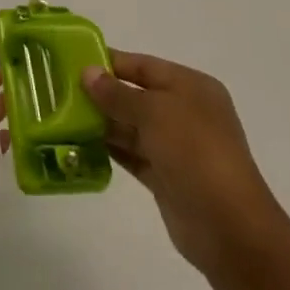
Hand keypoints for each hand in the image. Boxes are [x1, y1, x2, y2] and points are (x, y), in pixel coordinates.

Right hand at [83, 50, 284, 276]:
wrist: (229, 227)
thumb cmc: (195, 152)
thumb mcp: (154, 112)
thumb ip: (118, 93)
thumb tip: (87, 72)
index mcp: (190, 86)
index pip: (143, 65)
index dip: (110, 62)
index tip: (73, 62)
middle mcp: (185, 112)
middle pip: (136, 95)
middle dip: (102, 94)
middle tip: (61, 91)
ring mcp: (176, 147)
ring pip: (132, 127)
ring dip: (102, 123)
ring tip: (64, 117)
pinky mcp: (166, 177)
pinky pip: (133, 154)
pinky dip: (110, 149)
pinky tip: (80, 145)